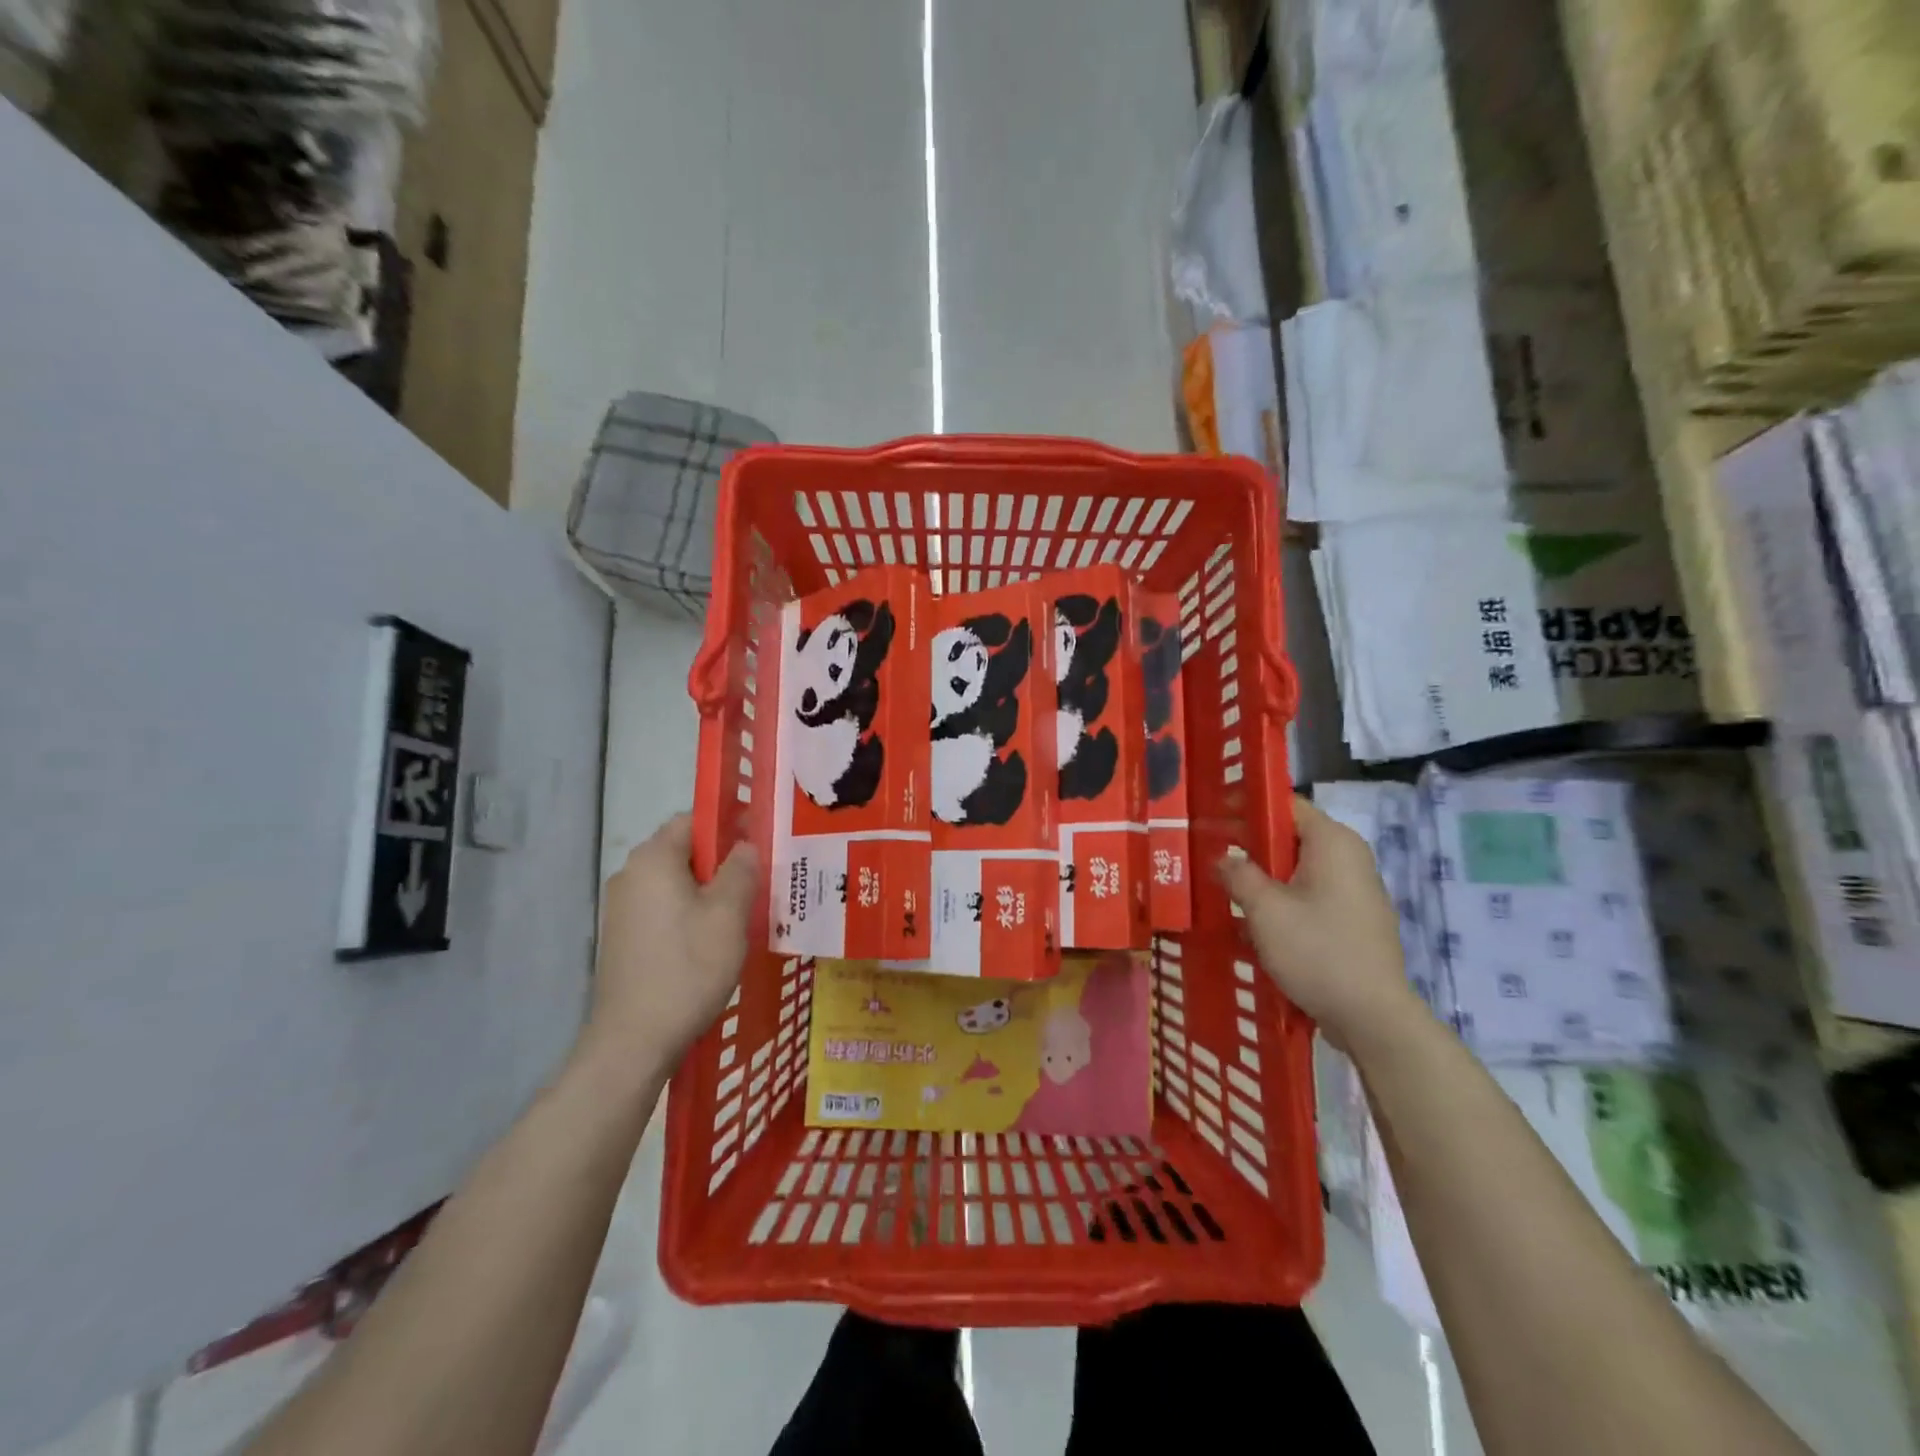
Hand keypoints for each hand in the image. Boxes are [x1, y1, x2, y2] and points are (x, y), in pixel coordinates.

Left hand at [586, 813, 758, 1078]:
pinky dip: (688, 913)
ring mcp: (621, 908)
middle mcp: (631, 874)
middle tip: (757, 883)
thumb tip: (745, 845)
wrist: (632, 1041)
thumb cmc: (687, 968)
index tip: (759, 844)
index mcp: (653, 859)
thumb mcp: (729, 915)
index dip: (728, 825)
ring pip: (674, 882)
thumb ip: (741, 870)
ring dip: (707, 890)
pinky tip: (711, 941)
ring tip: (740, 915)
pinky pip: (662, 908)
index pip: (693, 819)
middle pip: (683, 850)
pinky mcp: (622, 937)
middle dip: (721, 861)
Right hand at [1218, 795, 1421, 1054]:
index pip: (1286, 803)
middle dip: (1250, 843)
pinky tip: (1255, 921)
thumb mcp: (1265, 909)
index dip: (1246, 804)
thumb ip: (1238, 874)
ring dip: (1263, 875)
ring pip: (1298, 868)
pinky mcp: (1354, 919)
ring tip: (1225, 888)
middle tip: (1210, 853)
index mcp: (1332, 842)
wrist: (1372, 1017)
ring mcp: (1356, 890)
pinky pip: (1310, 894)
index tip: (1212, 814)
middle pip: (1291, 836)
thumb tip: (1222, 857)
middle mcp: (1349, 857)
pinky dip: (1282, 899)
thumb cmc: (1317, 950)